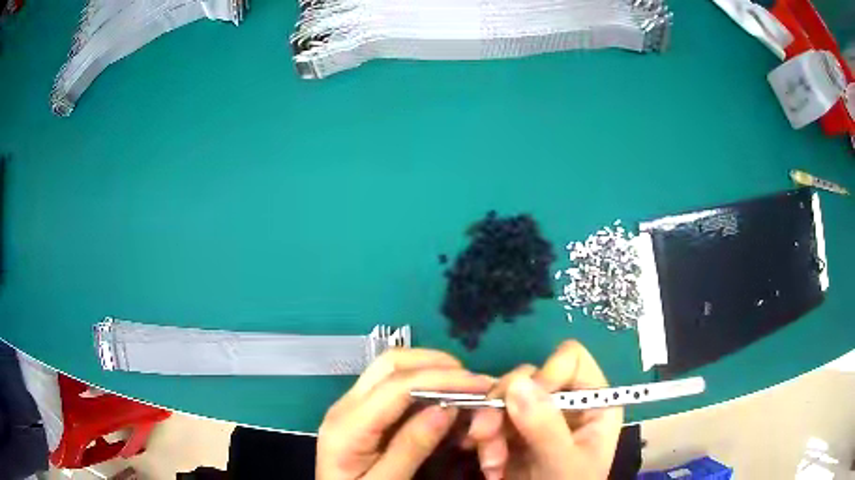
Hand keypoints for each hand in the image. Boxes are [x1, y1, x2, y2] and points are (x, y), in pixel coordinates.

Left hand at [316, 348, 493, 479]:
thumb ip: (410, 448)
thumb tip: (446, 408)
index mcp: (347, 426)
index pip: (397, 385)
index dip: (442, 379)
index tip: (481, 385)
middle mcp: (345, 405)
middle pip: (391, 363)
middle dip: (437, 364)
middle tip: (473, 382)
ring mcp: (350, 404)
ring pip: (392, 367)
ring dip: (430, 369)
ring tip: (463, 388)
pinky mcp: (359, 410)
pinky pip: (392, 384)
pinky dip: (422, 382)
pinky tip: (442, 398)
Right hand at [467, 341, 622, 479]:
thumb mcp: (562, 463)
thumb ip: (545, 427)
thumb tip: (517, 383)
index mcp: (593, 402)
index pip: (570, 360)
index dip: (545, 375)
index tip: (522, 403)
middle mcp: (565, 403)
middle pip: (529, 377)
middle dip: (502, 408)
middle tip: (483, 435)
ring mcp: (538, 417)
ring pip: (503, 399)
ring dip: (489, 431)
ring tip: (490, 463)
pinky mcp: (515, 433)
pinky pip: (490, 420)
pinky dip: (483, 443)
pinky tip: (489, 467)